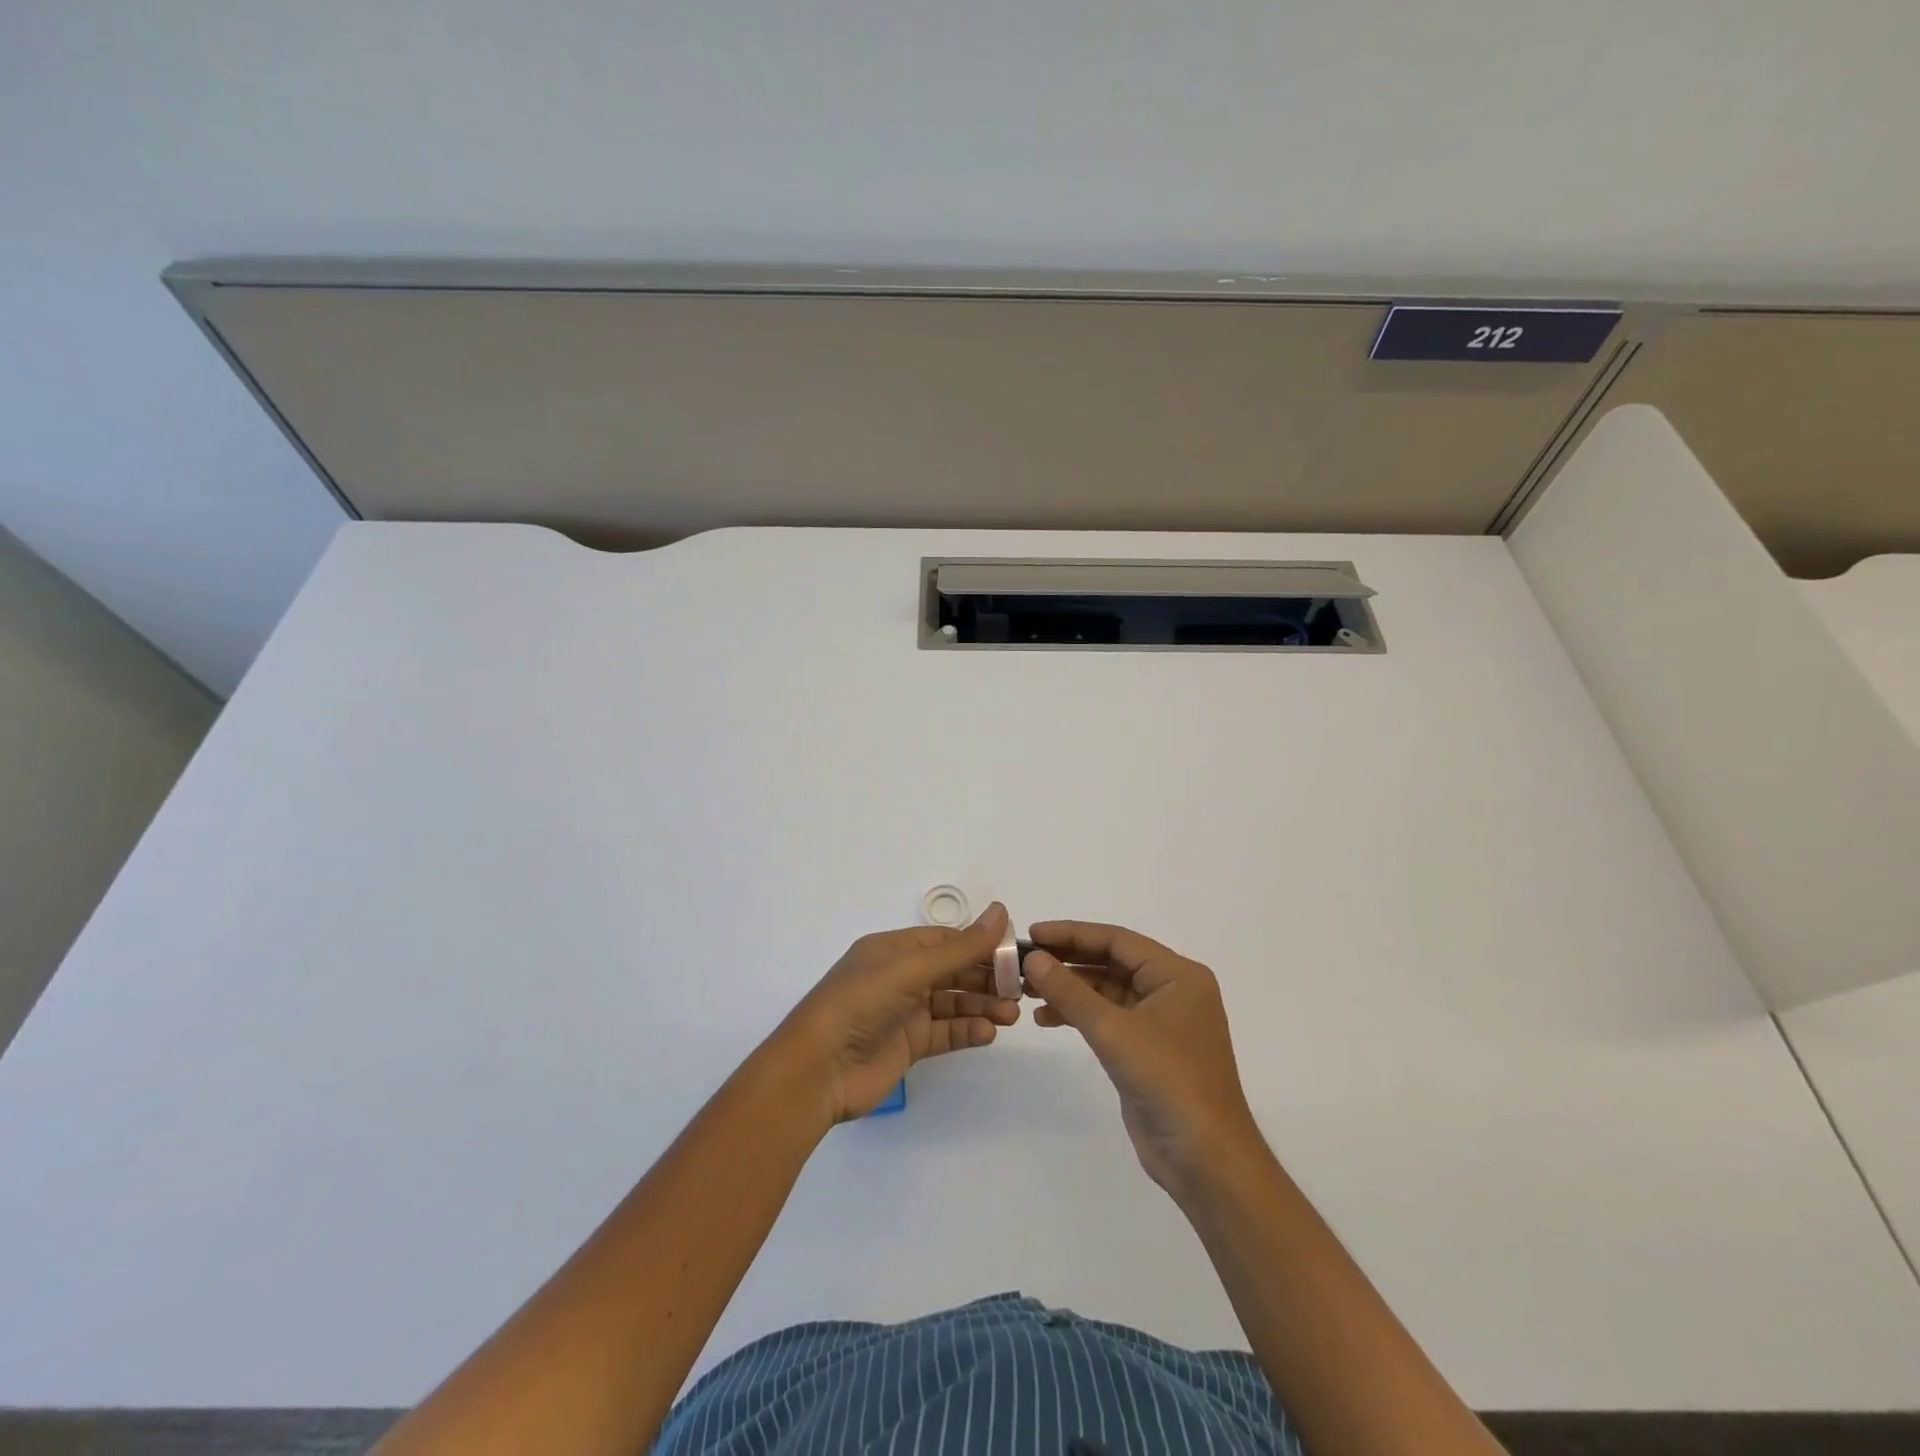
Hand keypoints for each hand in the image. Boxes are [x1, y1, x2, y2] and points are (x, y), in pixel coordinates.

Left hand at [771, 904, 1021, 1123]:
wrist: (818, 1070)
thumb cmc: (860, 1003)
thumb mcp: (911, 968)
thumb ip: (960, 947)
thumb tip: (1002, 911)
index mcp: (894, 949)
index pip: (946, 940)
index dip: (981, 943)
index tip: (1016, 952)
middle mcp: (900, 976)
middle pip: (953, 971)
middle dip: (987, 977)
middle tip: (1021, 989)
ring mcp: (904, 1012)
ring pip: (953, 1002)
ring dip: (982, 1005)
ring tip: (1011, 1014)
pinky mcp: (908, 1046)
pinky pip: (945, 1032)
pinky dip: (968, 1030)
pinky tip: (988, 1033)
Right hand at [1023, 921, 1263, 1197]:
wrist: (1205, 1159)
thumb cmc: (1168, 1081)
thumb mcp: (1114, 1031)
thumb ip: (1070, 991)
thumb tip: (1033, 958)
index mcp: (1177, 975)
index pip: (1117, 940)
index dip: (1072, 934)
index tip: (1033, 933)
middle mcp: (1172, 990)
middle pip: (1112, 962)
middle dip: (1068, 961)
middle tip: (1024, 961)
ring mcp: (1161, 1021)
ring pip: (1107, 990)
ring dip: (1070, 988)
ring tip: (1027, 990)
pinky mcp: (1149, 1049)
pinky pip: (1109, 1017)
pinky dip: (1080, 1014)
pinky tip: (1047, 1018)